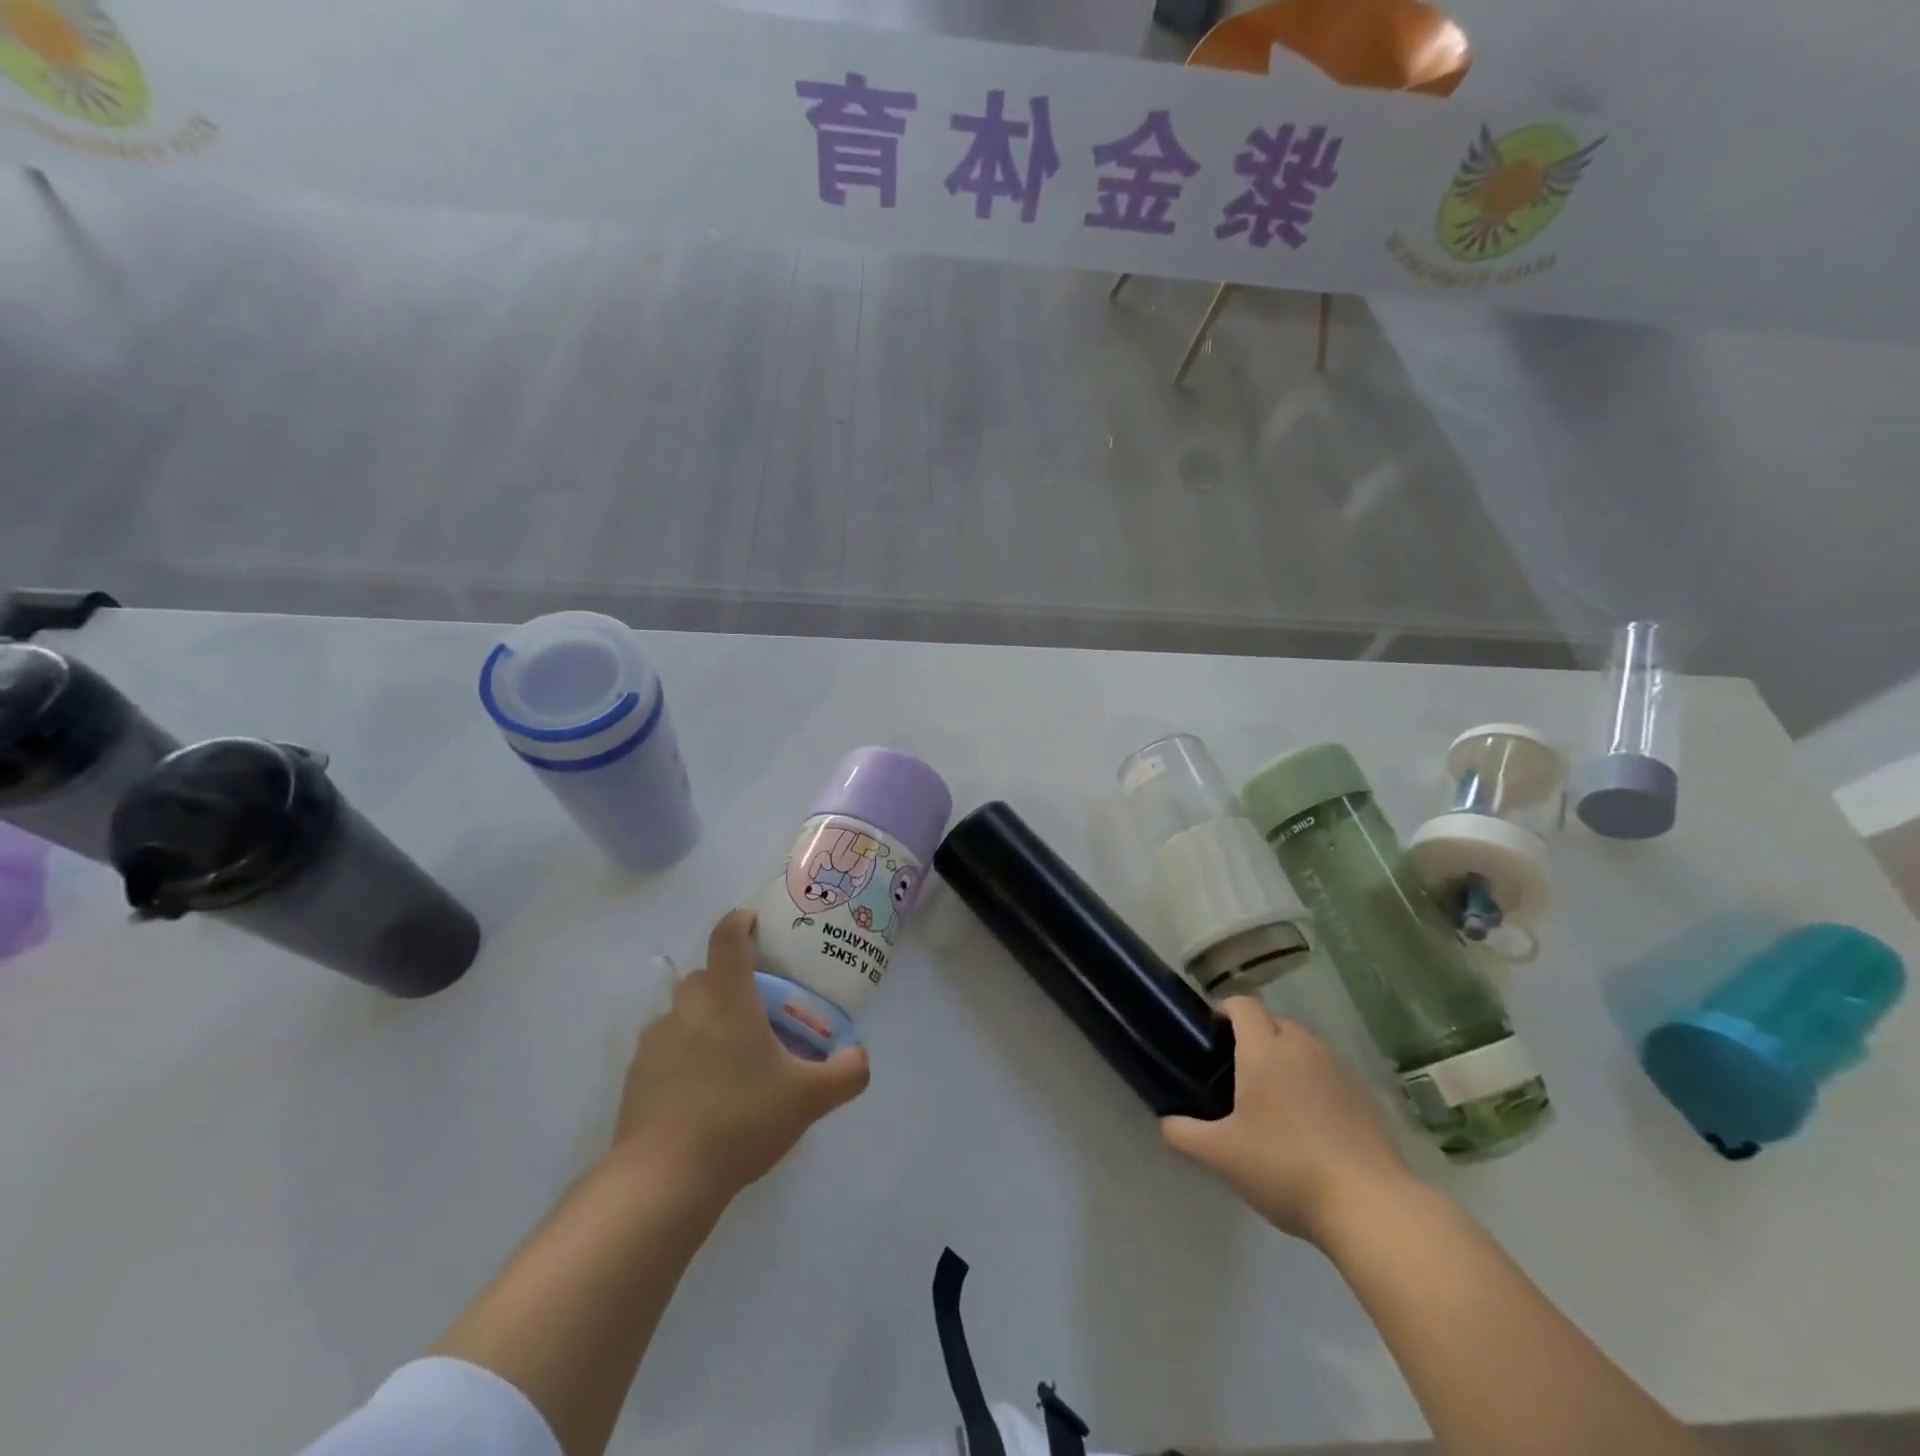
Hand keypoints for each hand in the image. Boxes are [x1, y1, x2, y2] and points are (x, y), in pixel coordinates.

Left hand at [612, 908, 869, 1202]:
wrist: (662, 1181)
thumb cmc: (741, 1120)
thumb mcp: (809, 1098)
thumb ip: (847, 1072)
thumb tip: (859, 1055)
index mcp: (727, 997)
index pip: (728, 937)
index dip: (741, 921)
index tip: (755, 924)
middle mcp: (686, 1008)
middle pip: (707, 975)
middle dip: (731, 981)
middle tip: (759, 1009)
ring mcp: (655, 1041)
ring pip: (684, 1012)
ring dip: (706, 1020)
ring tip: (732, 1057)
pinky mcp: (636, 1075)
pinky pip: (666, 1048)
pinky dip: (685, 1055)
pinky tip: (704, 1093)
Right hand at [1162, 998, 1417, 1247]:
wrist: (1371, 1207)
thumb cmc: (1285, 1168)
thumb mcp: (1220, 1156)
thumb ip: (1183, 1133)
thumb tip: (1166, 1122)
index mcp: (1265, 1049)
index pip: (1242, 1004)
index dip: (1224, 1011)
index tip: (1211, 1036)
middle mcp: (1302, 1047)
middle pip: (1274, 1022)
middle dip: (1255, 1037)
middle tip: (1237, 1074)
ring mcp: (1339, 1070)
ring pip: (1304, 1047)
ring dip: (1286, 1060)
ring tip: (1274, 1101)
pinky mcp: (1365, 1096)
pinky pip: (1329, 1073)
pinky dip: (1314, 1084)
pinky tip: (1310, 1126)